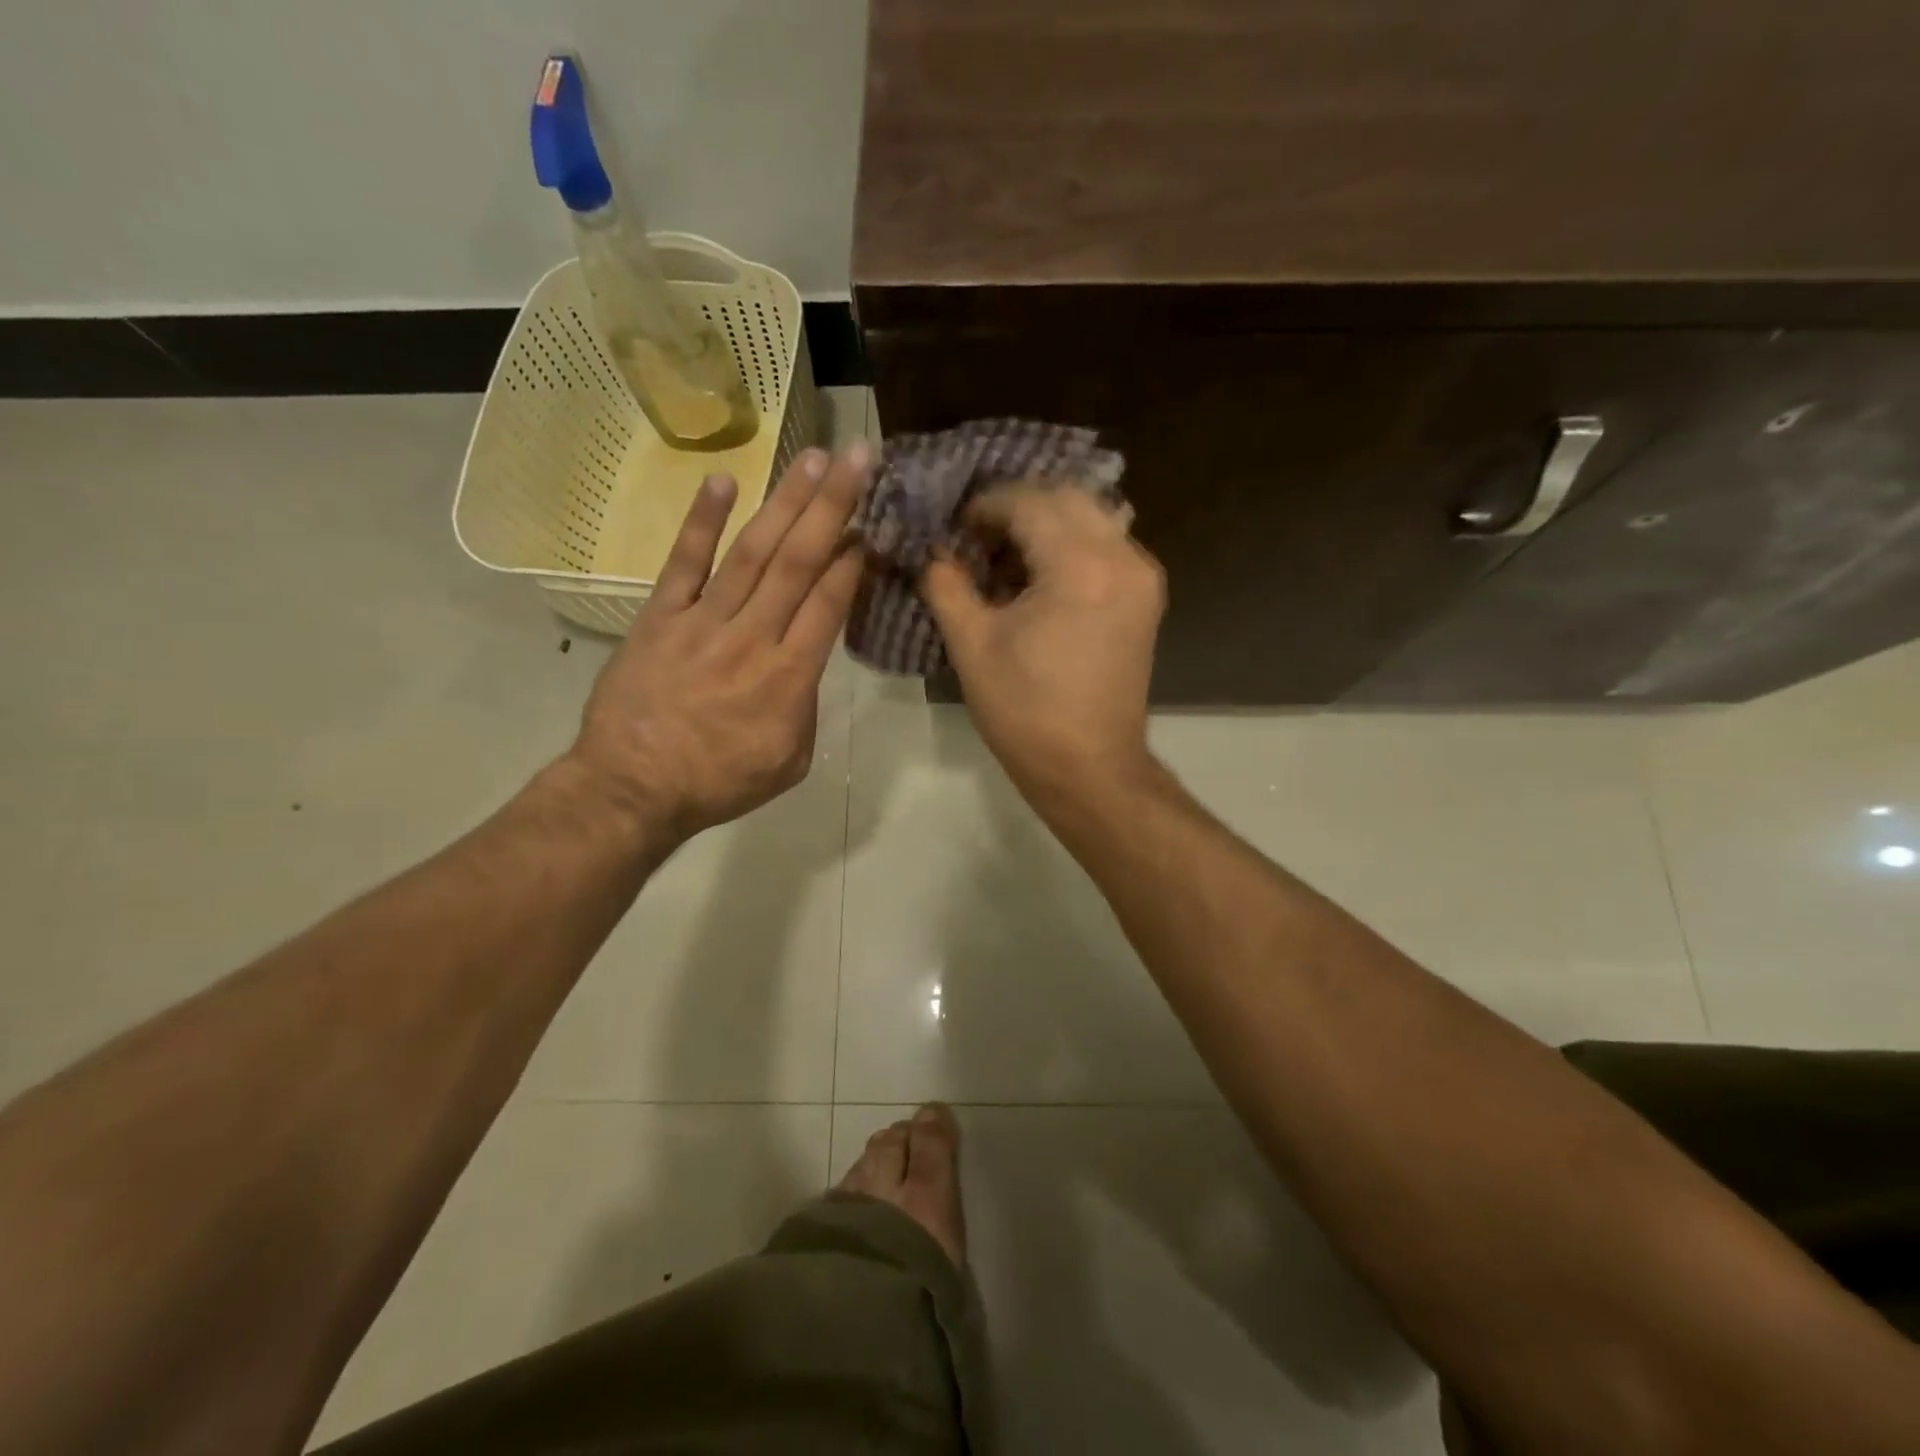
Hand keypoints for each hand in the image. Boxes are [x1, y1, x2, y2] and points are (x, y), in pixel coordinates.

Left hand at [568, 444, 868, 840]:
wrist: (632, 788)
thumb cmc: (719, 782)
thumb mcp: (789, 760)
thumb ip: (805, 707)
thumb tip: (803, 666)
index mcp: (790, 676)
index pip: (829, 602)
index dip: (853, 558)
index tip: (873, 521)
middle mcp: (753, 636)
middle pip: (799, 561)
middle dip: (833, 507)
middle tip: (860, 459)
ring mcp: (704, 621)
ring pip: (752, 552)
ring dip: (785, 502)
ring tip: (813, 459)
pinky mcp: (660, 617)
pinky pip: (684, 563)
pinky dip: (702, 522)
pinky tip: (722, 481)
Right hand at [923, 484, 1164, 796]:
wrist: (1090, 769)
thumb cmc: (1025, 711)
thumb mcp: (972, 645)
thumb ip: (947, 585)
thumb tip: (935, 554)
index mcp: (1080, 565)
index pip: (1029, 502)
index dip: (986, 507)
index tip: (955, 529)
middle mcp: (1122, 557)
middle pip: (1067, 498)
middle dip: (1018, 509)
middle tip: (980, 540)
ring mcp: (1141, 578)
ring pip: (1092, 519)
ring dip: (1047, 526)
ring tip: (1007, 562)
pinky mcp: (1146, 599)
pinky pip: (1108, 548)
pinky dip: (1072, 548)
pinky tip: (1041, 581)